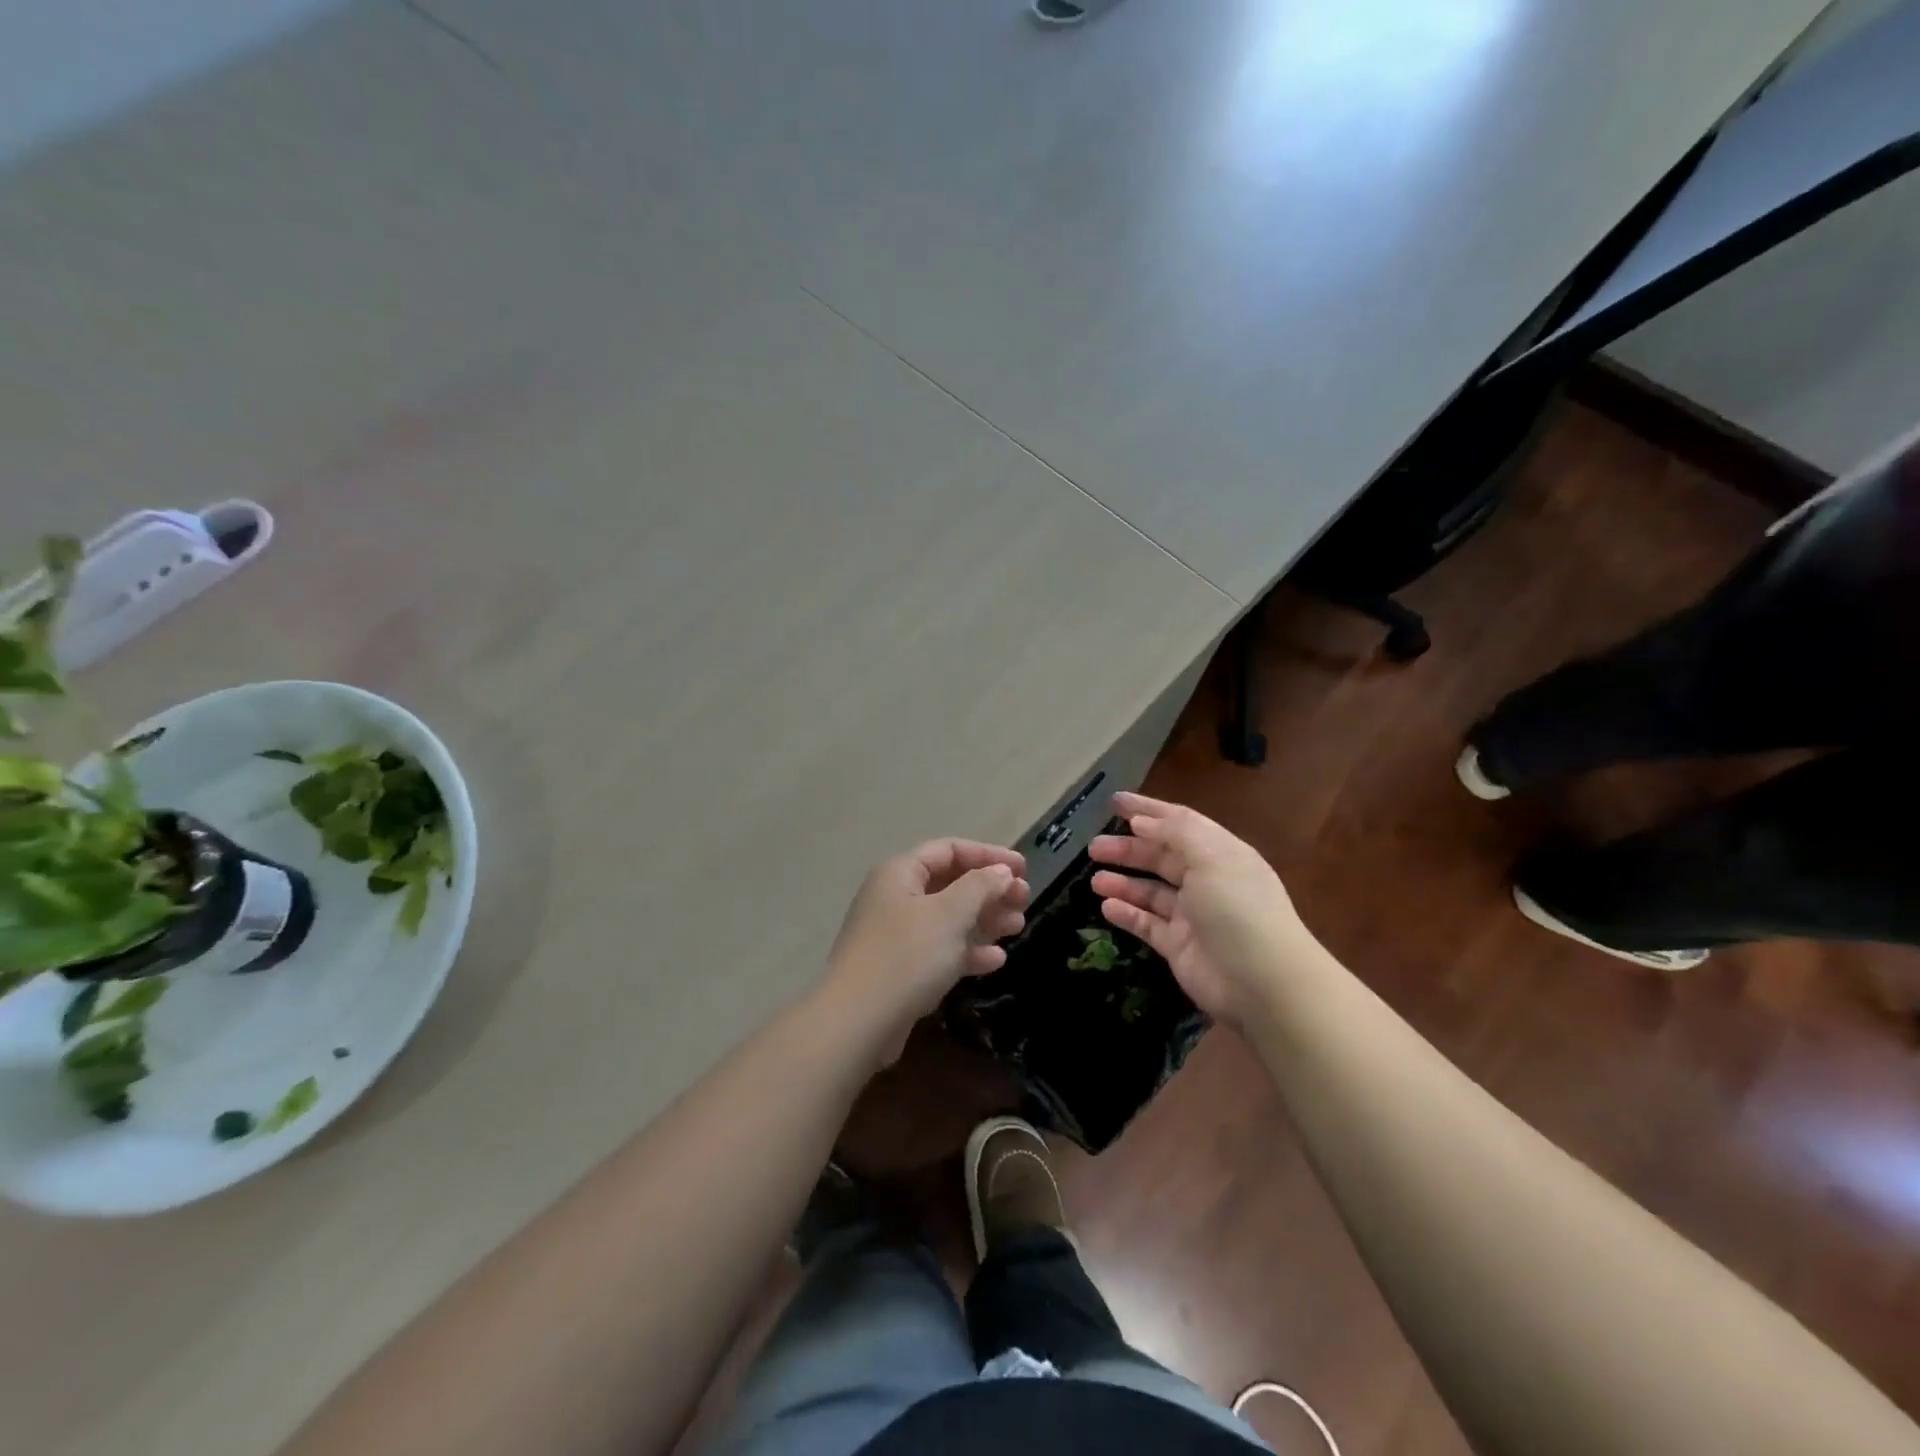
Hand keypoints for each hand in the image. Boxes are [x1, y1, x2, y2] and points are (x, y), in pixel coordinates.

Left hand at [819, 839, 1028, 1064]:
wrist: (858, 1022)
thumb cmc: (907, 956)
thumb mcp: (950, 914)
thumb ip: (980, 886)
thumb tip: (1001, 872)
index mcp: (900, 873)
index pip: (949, 850)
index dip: (988, 855)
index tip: (1024, 869)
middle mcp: (895, 897)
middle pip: (950, 884)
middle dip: (989, 890)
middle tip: (1025, 900)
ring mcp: (896, 935)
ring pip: (947, 918)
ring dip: (984, 920)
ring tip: (1018, 926)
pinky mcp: (900, 968)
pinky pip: (939, 949)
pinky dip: (967, 950)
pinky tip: (996, 960)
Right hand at [1089, 792, 1316, 1027]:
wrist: (1263, 982)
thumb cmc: (1238, 908)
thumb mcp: (1211, 858)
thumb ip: (1175, 833)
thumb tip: (1141, 821)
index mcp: (1220, 853)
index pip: (1179, 823)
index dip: (1148, 811)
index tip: (1114, 802)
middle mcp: (1207, 880)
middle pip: (1161, 857)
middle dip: (1128, 848)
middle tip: (1094, 846)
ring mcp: (1192, 916)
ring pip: (1151, 891)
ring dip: (1123, 883)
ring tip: (1095, 880)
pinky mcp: (1179, 946)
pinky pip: (1148, 924)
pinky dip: (1127, 914)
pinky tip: (1106, 907)